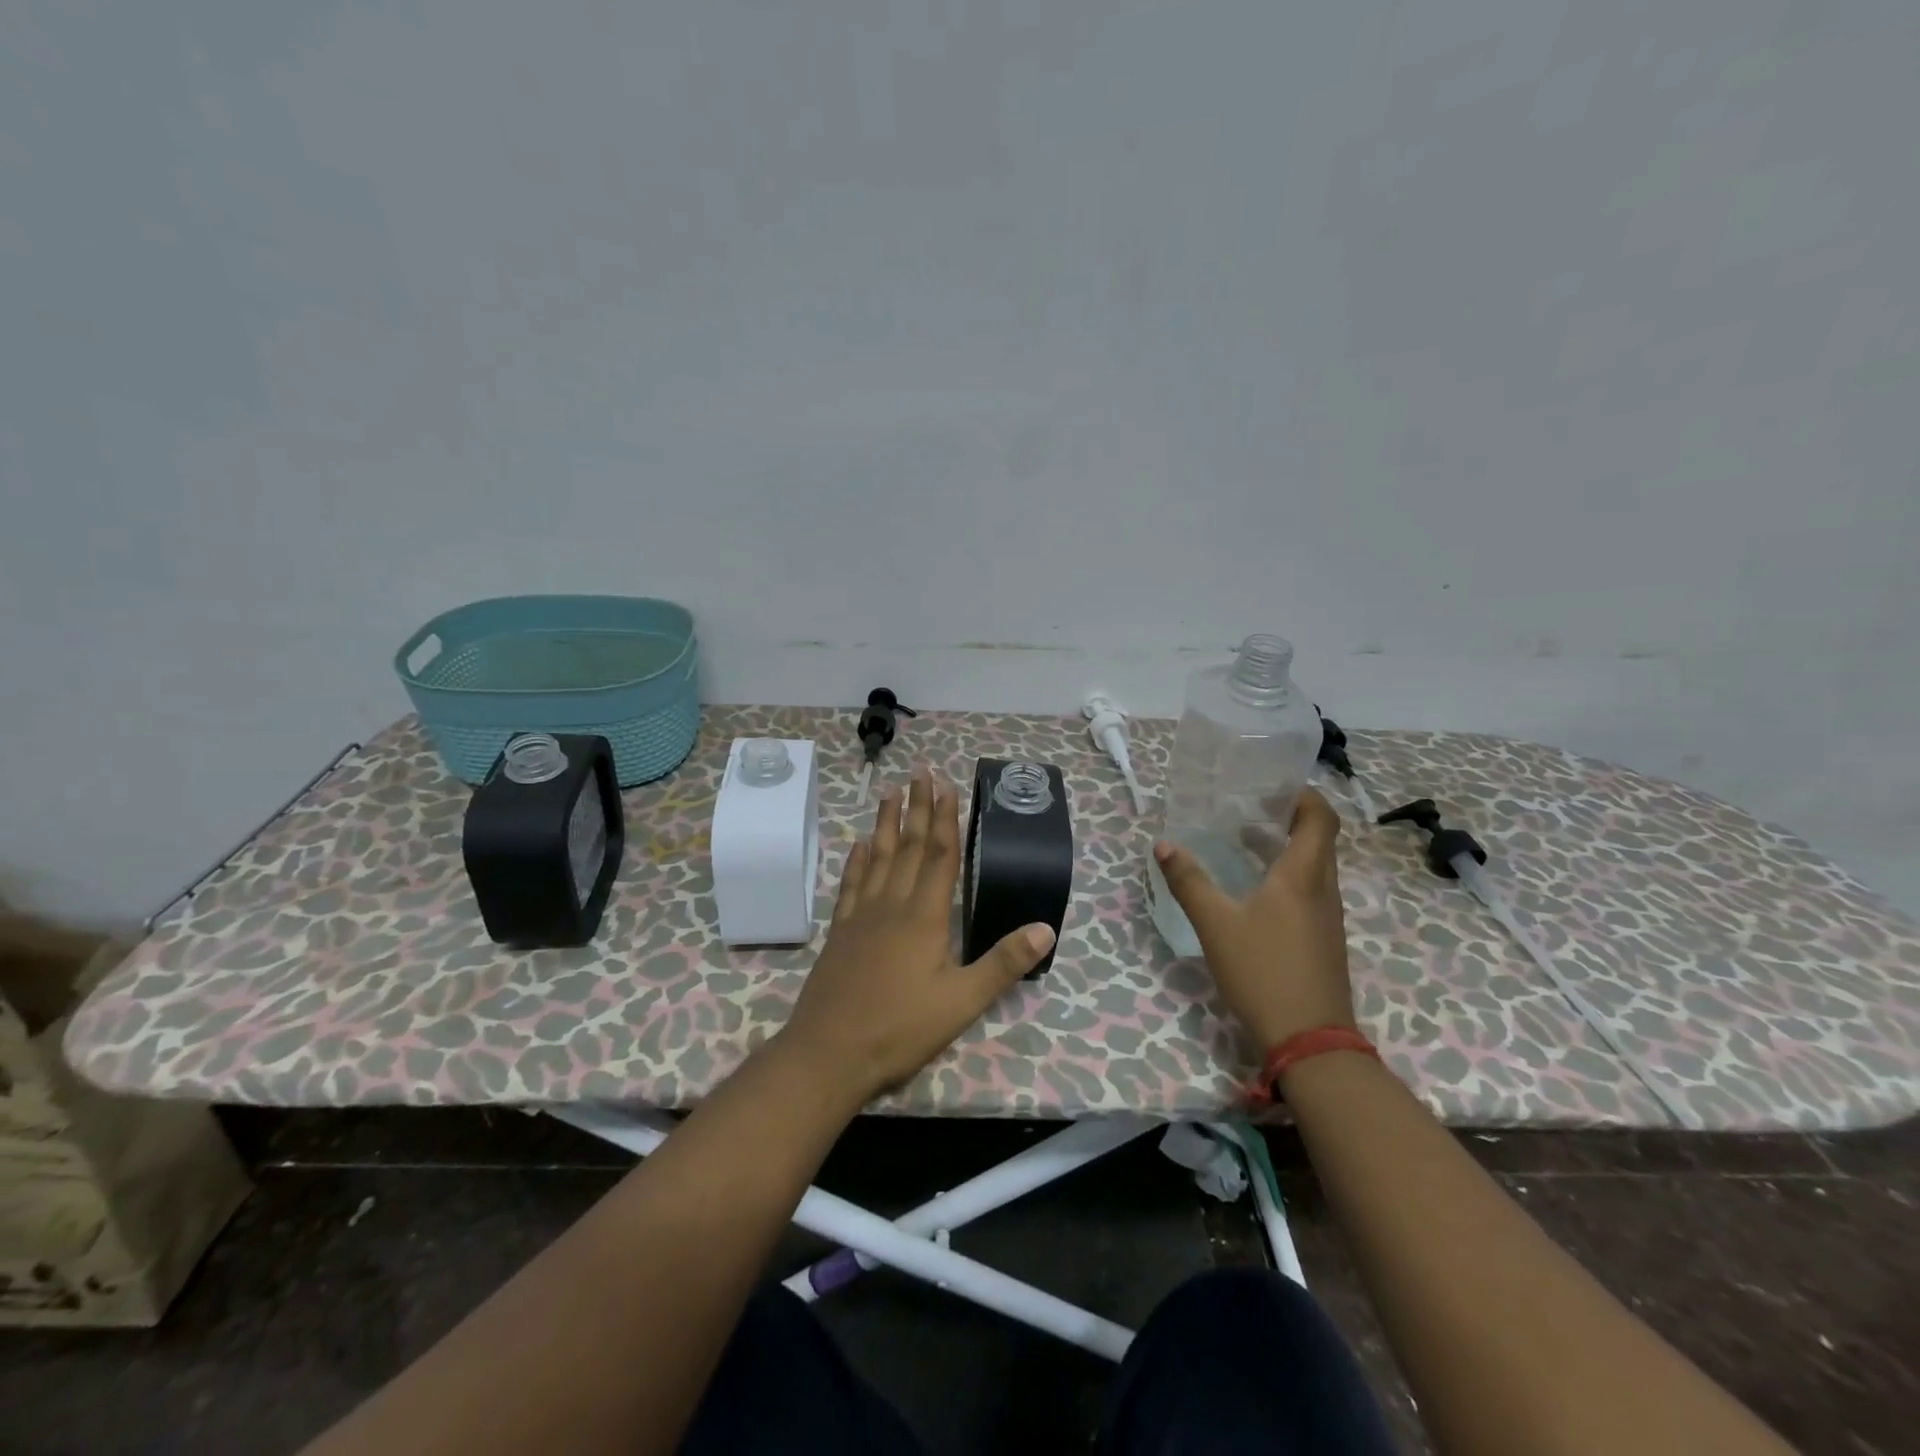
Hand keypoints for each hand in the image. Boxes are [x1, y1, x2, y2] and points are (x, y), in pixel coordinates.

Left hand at [778, 768, 1055, 1104]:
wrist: (829, 1053)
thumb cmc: (900, 1028)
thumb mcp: (962, 1002)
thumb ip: (1003, 963)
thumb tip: (1046, 927)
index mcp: (925, 917)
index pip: (940, 856)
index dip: (946, 820)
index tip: (947, 786)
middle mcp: (892, 905)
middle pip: (909, 847)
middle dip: (918, 808)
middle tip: (921, 772)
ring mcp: (861, 916)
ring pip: (878, 858)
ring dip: (886, 823)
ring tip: (890, 792)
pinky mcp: (840, 932)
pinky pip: (851, 885)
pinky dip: (857, 861)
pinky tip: (858, 845)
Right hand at [1153, 788, 1355, 1049]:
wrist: (1310, 1041)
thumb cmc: (1263, 972)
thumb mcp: (1215, 924)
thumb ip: (1189, 881)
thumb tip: (1163, 845)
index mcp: (1303, 876)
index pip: (1320, 817)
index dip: (1302, 795)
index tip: (1271, 786)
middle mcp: (1323, 889)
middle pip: (1318, 839)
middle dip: (1286, 817)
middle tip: (1246, 809)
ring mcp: (1327, 917)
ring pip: (1313, 867)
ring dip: (1284, 848)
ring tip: (1243, 841)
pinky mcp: (1322, 940)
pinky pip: (1309, 891)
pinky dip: (1285, 876)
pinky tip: (1253, 891)